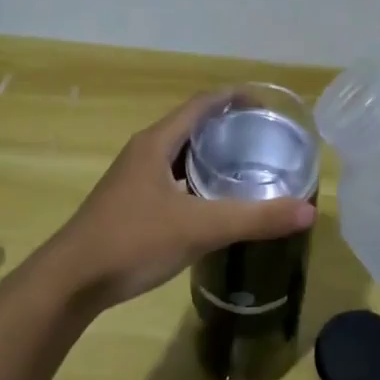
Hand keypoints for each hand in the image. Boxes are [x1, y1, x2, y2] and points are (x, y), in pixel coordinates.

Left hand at [44, 92, 315, 309]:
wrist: (70, 282)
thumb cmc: (132, 241)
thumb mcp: (199, 228)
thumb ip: (255, 218)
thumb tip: (309, 210)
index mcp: (157, 142)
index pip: (202, 103)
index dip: (235, 97)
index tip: (267, 104)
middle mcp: (144, 151)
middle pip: (192, 125)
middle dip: (228, 126)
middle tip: (264, 139)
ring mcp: (134, 177)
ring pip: (180, 154)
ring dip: (211, 154)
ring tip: (247, 166)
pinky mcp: (130, 202)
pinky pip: (172, 178)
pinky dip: (197, 180)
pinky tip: (214, 202)